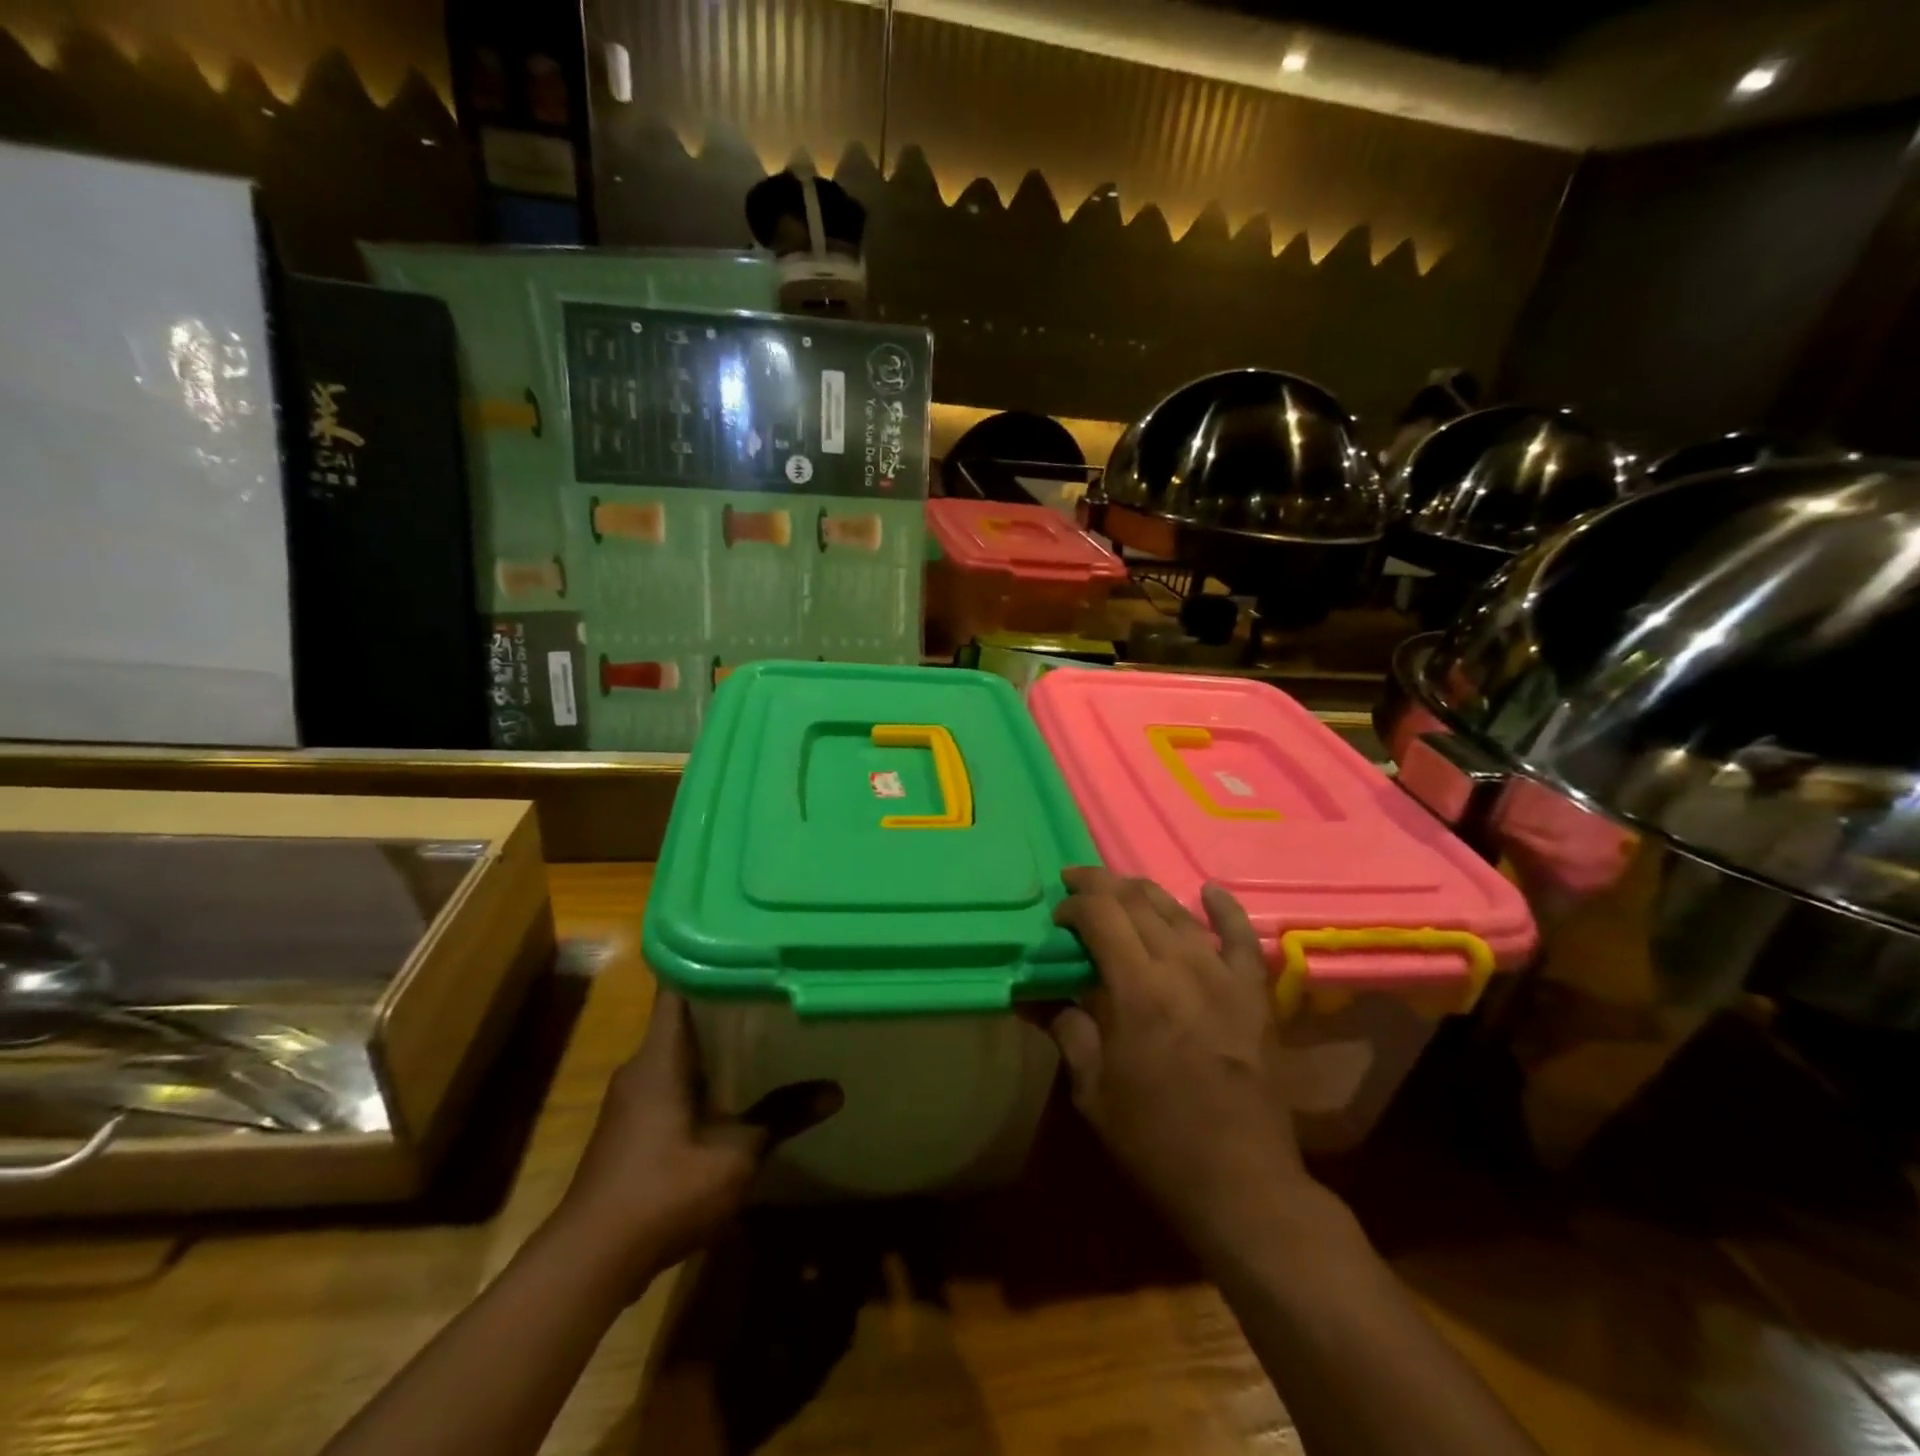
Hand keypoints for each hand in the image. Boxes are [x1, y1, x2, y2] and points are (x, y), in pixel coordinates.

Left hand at [555, 988, 840, 1295]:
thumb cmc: (663, 1191)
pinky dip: (700, 1076)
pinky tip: (734, 1089)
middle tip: (773, 989)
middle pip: (682, 1017)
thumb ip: (782, 1116)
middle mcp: (640, 1067)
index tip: (748, 950)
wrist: (589, 1262)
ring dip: (714, 1043)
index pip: (677, 987)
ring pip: (676, 1053)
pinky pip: (669, 1082)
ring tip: (764, 1031)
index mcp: (659, 1057)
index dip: (709, 962)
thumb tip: (835, 1090)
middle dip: (724, 1003)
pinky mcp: (629, 1129)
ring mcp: (630, 1100)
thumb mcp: (735, 1155)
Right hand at [1049, 867, 1312, 1250]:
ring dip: (1144, 892)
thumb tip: (1033, 994)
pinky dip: (1224, 909)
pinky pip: (1241, 938)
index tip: (1056, 918)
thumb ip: (1066, 1029)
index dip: (1073, 906)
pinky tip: (1208, 890)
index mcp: (1137, 989)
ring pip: (1179, 912)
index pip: (1100, 915)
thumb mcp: (1093, 1089)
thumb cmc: (1155, 1141)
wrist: (1241, 1183)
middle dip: (1101, 886)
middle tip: (1076, 885)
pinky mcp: (1253, 994)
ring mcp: (1223, 977)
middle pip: (1136, 902)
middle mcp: (1181, 968)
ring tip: (1119, 888)